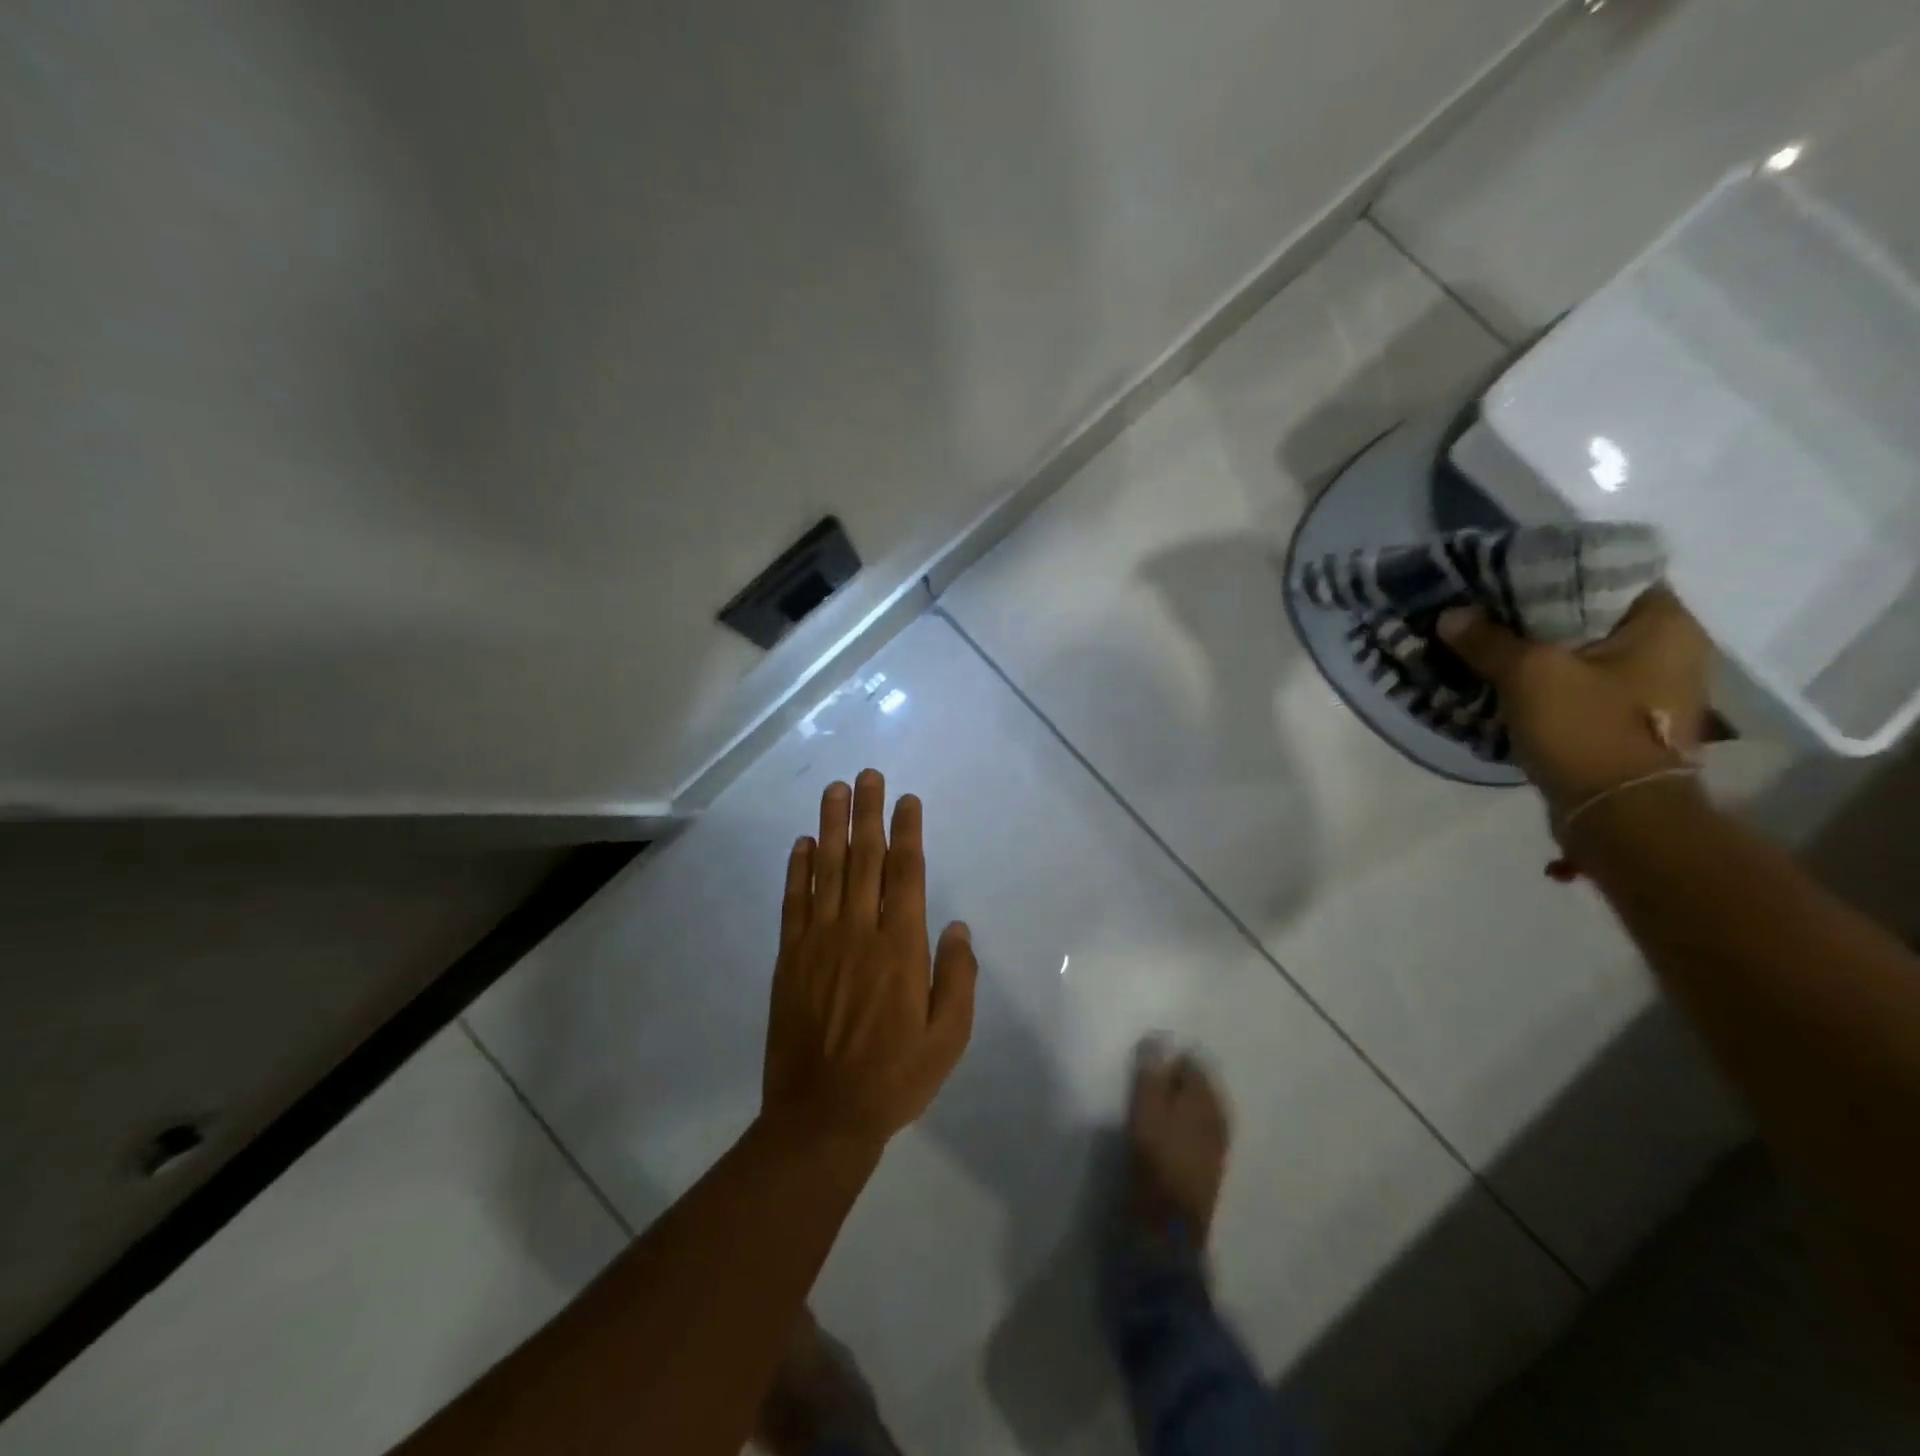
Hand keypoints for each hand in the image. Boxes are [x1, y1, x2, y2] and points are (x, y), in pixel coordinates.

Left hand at [762, 770, 976, 1150]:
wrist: (822, 1116)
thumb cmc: (895, 1077)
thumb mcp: (949, 1038)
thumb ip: (958, 977)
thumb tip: (956, 927)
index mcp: (901, 948)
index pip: (906, 874)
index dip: (906, 833)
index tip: (907, 801)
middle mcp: (859, 932)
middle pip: (864, 859)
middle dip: (868, 813)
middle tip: (868, 775)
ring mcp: (819, 942)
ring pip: (826, 870)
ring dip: (831, 826)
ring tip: (835, 790)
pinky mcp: (789, 958)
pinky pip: (793, 903)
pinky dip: (797, 870)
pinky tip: (802, 843)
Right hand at [1438, 587, 1711, 813]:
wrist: (1617, 814)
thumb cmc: (1588, 730)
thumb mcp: (1529, 675)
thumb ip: (1488, 640)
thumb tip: (1451, 615)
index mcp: (1666, 626)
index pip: (1611, 574)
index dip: (1557, 569)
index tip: (1508, 573)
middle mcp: (1669, 651)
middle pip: (1592, 614)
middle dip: (1537, 612)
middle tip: (1486, 607)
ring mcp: (1649, 690)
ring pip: (1580, 652)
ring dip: (1536, 649)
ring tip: (1485, 641)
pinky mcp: (1623, 721)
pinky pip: (1577, 684)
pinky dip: (1542, 679)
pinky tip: (1503, 679)